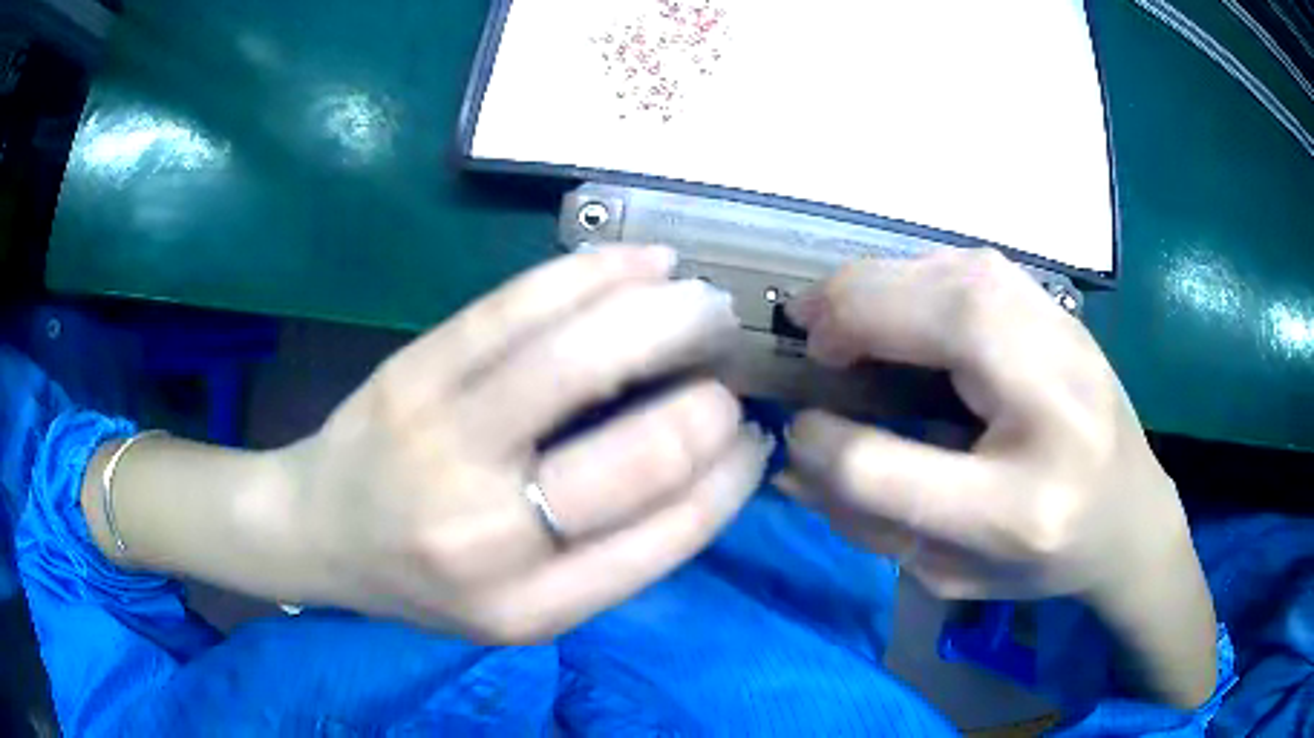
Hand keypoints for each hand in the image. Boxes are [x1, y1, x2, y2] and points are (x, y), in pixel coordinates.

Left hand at [280, 247, 770, 642]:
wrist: (318, 532)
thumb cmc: (425, 580)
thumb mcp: (523, 608)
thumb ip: (614, 554)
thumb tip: (711, 464)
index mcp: (530, 606)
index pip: (667, 533)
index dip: (727, 474)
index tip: (750, 438)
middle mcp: (488, 533)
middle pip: (638, 452)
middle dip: (709, 399)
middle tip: (728, 361)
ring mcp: (441, 439)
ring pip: (579, 356)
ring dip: (664, 316)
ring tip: (702, 299)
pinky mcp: (414, 371)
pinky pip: (515, 307)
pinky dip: (592, 275)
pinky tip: (640, 264)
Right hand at [781, 249, 1215, 706]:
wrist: (1132, 516)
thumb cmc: (1042, 563)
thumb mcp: (951, 573)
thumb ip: (870, 522)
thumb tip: (794, 457)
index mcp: (1020, 509)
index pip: (888, 467)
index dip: (823, 444)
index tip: (800, 429)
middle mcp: (1054, 409)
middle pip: (939, 325)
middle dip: (851, 317)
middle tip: (809, 335)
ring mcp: (1069, 344)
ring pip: (958, 275)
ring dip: (880, 283)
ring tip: (840, 311)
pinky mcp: (1064, 314)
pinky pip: (976, 267)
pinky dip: (918, 273)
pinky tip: (899, 299)